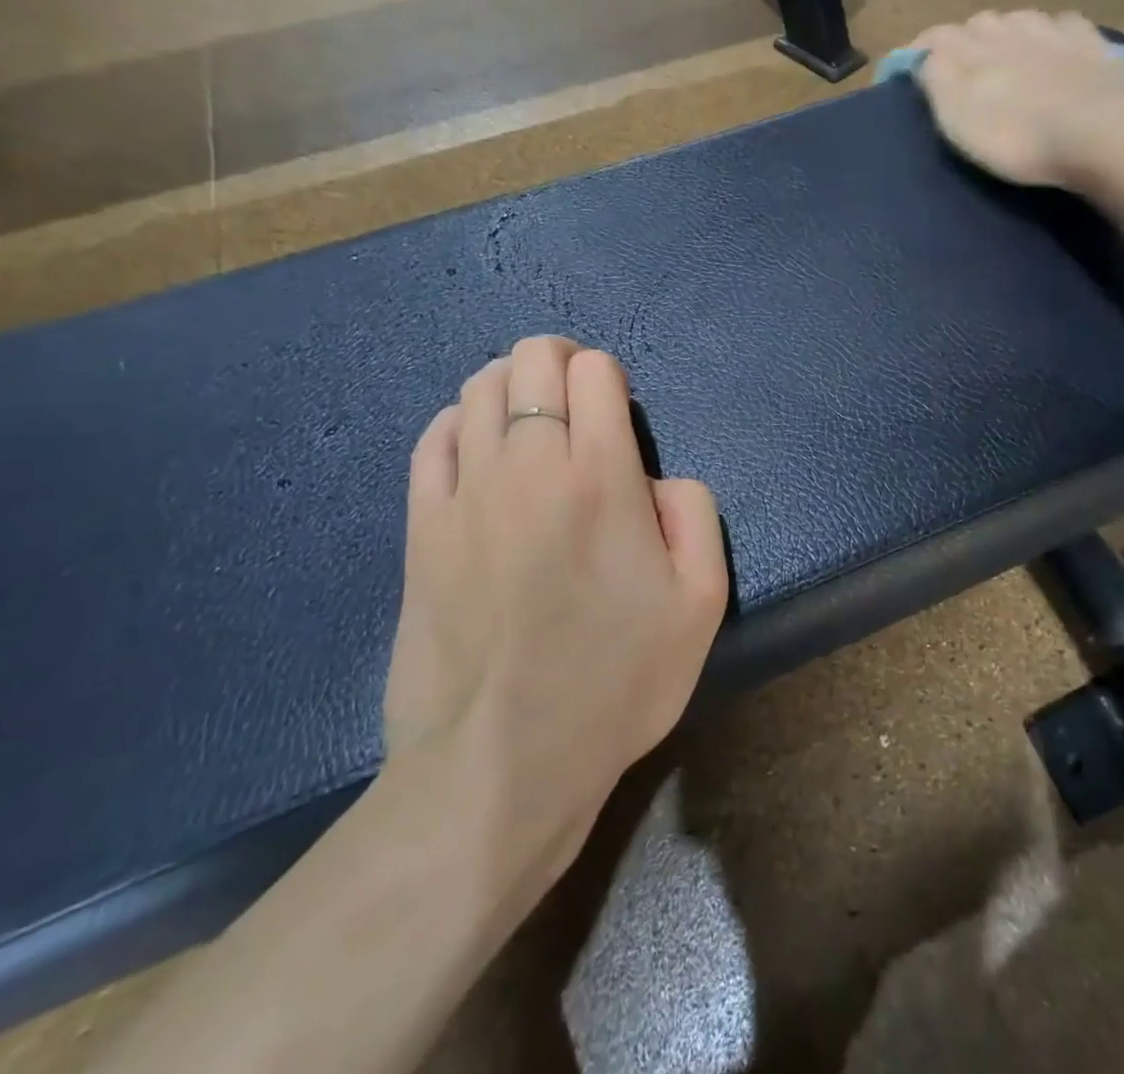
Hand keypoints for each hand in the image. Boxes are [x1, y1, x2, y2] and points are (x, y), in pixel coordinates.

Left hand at [384, 336, 728, 881]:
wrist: (500, 764)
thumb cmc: (615, 682)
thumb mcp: (702, 602)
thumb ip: (694, 511)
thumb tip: (652, 478)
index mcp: (601, 475)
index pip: (594, 370)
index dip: (609, 377)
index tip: (617, 412)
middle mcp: (529, 464)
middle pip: (531, 360)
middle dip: (559, 363)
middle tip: (576, 403)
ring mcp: (466, 492)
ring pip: (477, 388)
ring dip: (510, 387)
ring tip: (529, 422)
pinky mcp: (421, 526)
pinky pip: (433, 438)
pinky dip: (459, 423)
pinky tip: (478, 449)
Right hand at [913, 11, 1123, 187]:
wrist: (1094, 133)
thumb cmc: (1013, 134)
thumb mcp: (956, 117)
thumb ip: (935, 79)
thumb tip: (923, 57)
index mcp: (970, 48)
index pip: (935, 36)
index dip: (920, 50)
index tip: (911, 69)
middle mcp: (1008, 28)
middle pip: (978, 24)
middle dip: (965, 41)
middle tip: (963, 69)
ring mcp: (1053, 31)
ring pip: (1020, 19)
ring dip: (1009, 33)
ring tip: (1008, 57)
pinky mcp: (1090, 44)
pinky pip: (1065, 25)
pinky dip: (1054, 33)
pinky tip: (1057, 46)